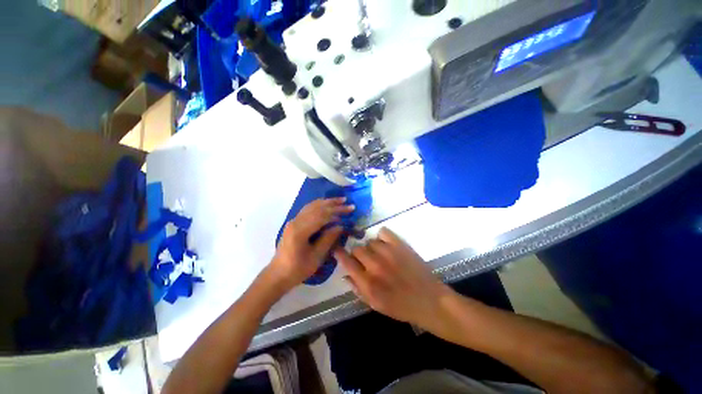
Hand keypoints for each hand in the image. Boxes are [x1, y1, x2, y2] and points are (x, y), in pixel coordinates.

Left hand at [268, 198, 354, 291]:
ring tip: (340, 200)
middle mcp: (296, 222)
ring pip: (311, 206)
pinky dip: (319, 205)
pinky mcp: (293, 223)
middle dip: (333, 204)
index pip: (322, 215)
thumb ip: (328, 239)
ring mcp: (293, 221)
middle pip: (317, 208)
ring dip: (326, 202)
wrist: (278, 274)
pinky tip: (326, 204)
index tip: (350, 209)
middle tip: (347, 202)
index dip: (337, 211)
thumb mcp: (316, 257)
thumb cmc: (297, 269)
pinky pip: (308, 209)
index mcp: (300, 231)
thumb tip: (340, 226)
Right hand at [333, 228, 453, 330]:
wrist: (429, 300)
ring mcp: (388, 253)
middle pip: (357, 248)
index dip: (339, 253)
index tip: (338, 249)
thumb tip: (344, 274)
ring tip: (380, 255)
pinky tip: (386, 245)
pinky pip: (383, 232)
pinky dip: (382, 237)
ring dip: (372, 247)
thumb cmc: (400, 306)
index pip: (346, 261)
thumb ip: (357, 289)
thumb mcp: (375, 305)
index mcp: (368, 282)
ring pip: (370, 241)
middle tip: (366, 260)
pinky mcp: (400, 245)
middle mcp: (375, 265)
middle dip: (358, 254)